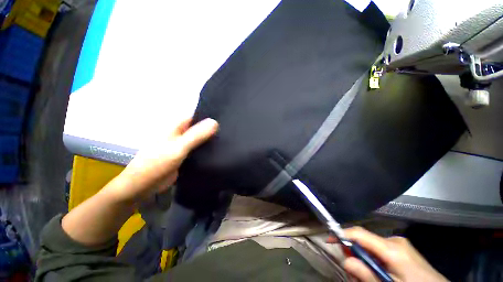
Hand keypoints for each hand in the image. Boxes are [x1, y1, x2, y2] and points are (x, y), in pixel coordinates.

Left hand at [105, 118, 218, 202]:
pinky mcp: (185, 155)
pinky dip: (207, 148)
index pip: (196, 115)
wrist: (143, 186)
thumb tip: (215, 122)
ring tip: (228, 139)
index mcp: (176, 126)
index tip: (226, 119)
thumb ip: (196, 135)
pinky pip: (199, 148)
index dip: (210, 116)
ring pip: (200, 138)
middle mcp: (181, 133)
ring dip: (211, 139)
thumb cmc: (157, 164)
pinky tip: (219, 150)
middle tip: (230, 130)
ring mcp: (183, 144)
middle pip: (200, 127)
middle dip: (213, 128)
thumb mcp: (178, 148)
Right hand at [328, 227, 447, 281]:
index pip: (360, 233)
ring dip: (363, 258)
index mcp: (393, 248)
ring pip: (371, 246)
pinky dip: (372, 259)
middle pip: (364, 240)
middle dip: (354, 253)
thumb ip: (366, 275)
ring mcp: (399, 244)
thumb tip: (345, 261)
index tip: (329, 240)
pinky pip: (379, 250)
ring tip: (366, 276)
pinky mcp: (401, 249)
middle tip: (352, 272)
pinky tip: (376, 272)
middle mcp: (394, 241)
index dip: (342, 234)